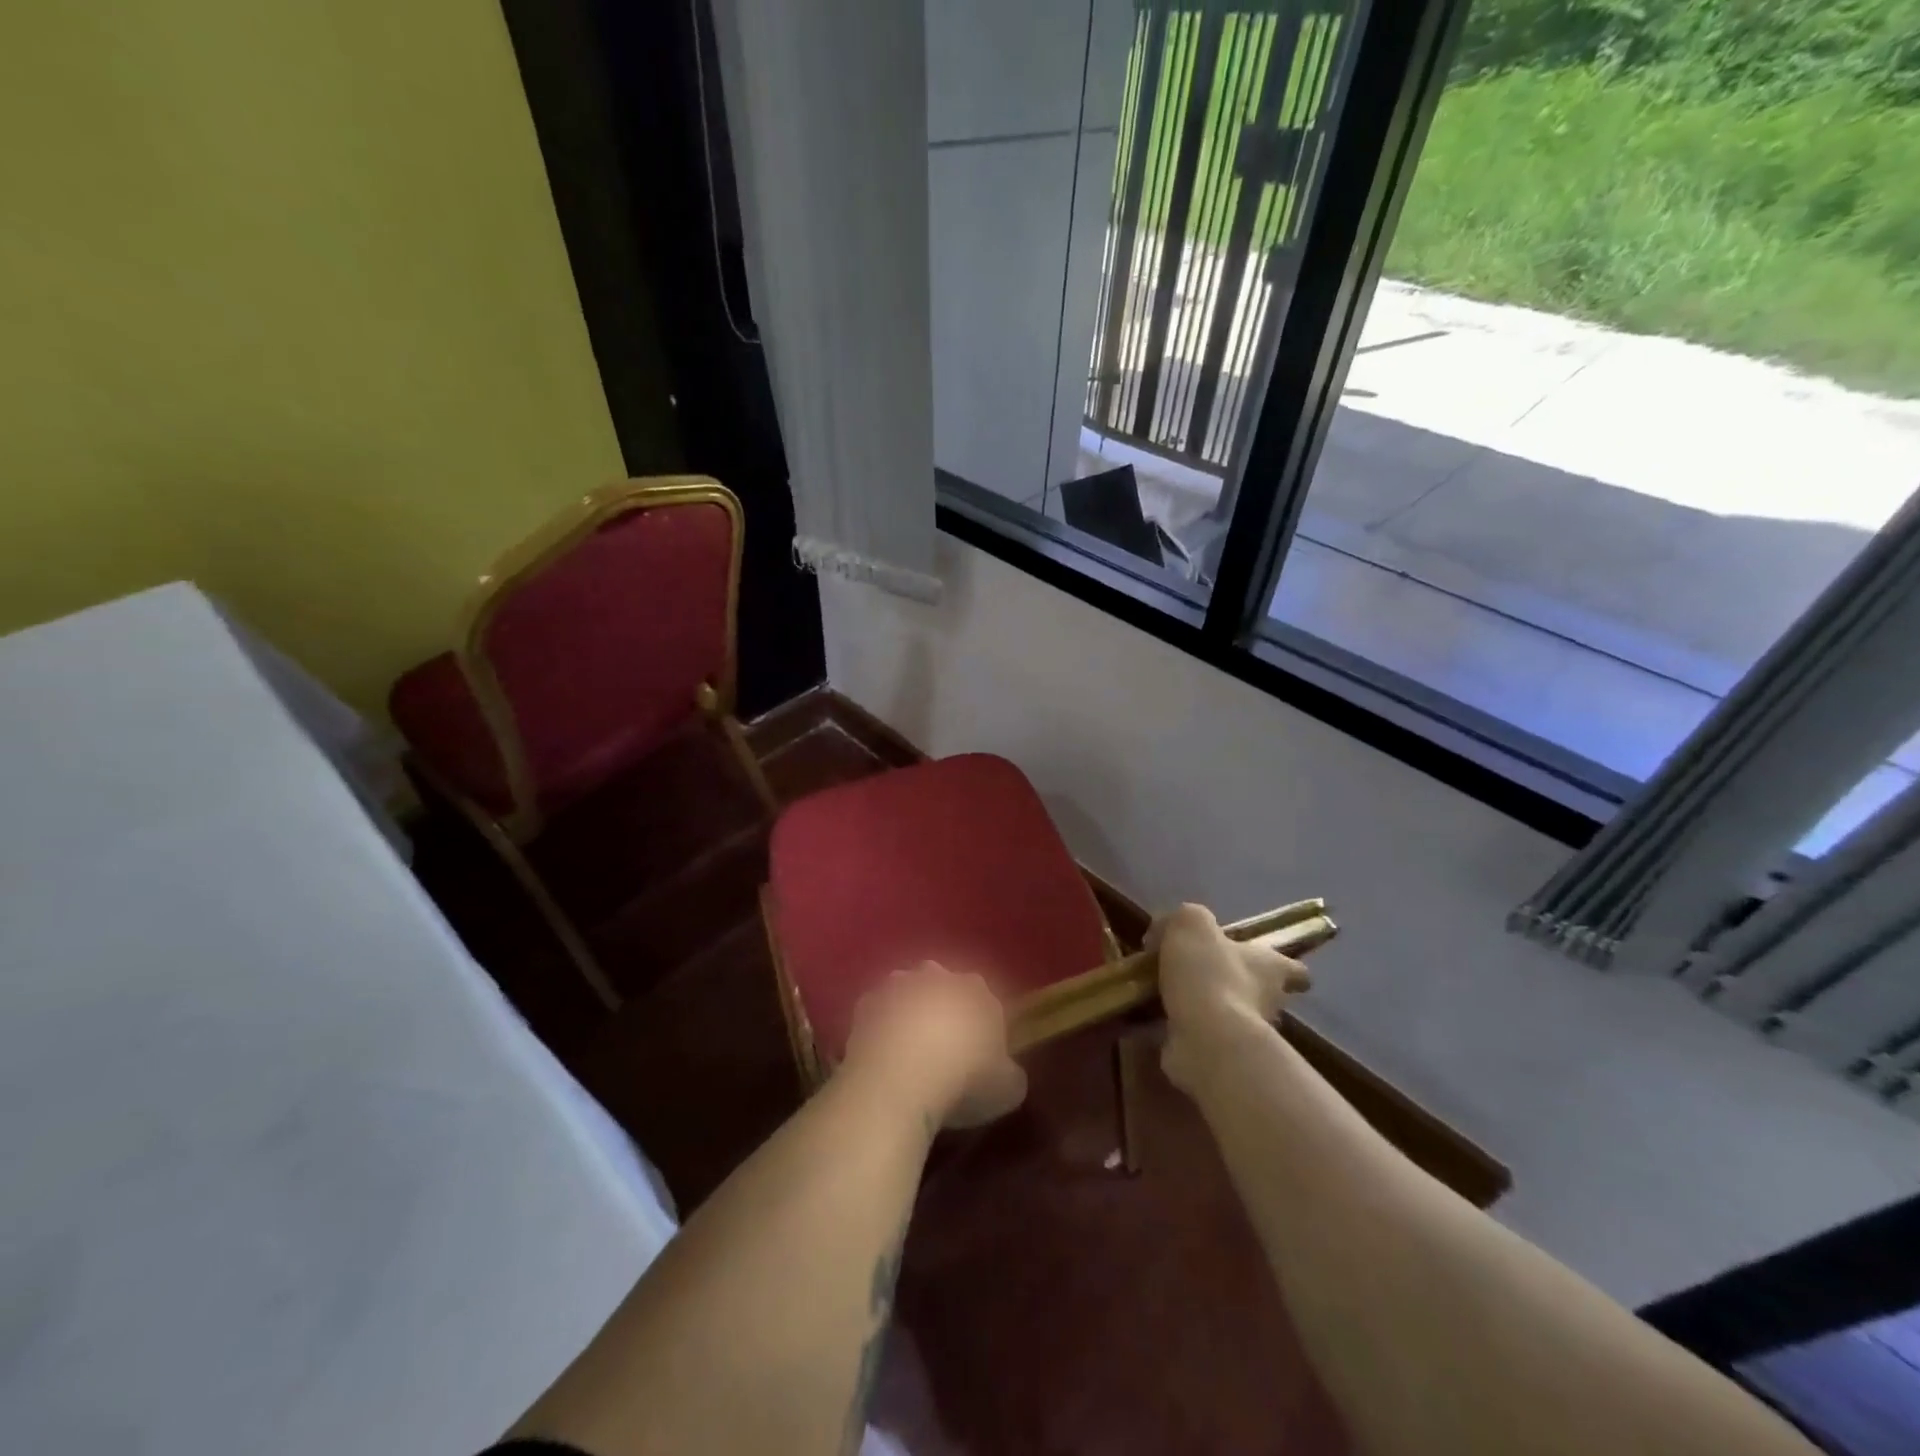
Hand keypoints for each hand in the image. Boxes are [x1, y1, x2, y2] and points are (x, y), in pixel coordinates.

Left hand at [841, 962, 1027, 1130]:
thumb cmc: (963, 1082)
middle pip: (943, 988)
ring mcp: (898, 985)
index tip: (978, 1055)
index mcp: (976, 990)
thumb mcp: (1008, 1089)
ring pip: (907, 995)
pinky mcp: (865, 1003)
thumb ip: (1009, 1073)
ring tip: (908, 1054)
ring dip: (908, 1014)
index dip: (981, 1026)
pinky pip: (877, 1014)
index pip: (983, 1000)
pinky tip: (881, 1058)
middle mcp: (938, 976)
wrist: (898, 1081)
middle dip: (943, 1010)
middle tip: (942, 1050)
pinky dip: (880, 1029)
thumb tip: (1005, 1073)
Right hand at [1150, 903, 1309, 1092]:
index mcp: (1271, 968)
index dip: (1284, 966)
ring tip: (1165, 992)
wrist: (1205, 1037)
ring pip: (1229, 1015)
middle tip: (1200, 973)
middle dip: (1235, 984)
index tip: (1266, 963)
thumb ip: (1187, 919)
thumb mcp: (1193, 923)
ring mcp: (1244, 1034)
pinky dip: (1180, 1028)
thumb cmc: (1210, 973)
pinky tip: (1153, 1016)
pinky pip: (1199, 1037)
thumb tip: (1167, 931)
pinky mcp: (1220, 1056)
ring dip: (1204, 1006)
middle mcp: (1267, 1002)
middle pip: (1261, 992)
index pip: (1295, 970)